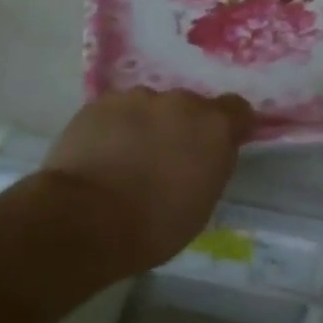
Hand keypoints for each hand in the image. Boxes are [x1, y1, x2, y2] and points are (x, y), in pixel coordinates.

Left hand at [42, 88, 253, 268]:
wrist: (87, 219)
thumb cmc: (154, 225)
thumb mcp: (202, 203)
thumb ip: (210, 166)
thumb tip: (203, 156)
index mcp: (214, 127)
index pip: (236, 109)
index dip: (228, 125)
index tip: (217, 145)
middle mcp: (181, 102)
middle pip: (189, 107)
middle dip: (182, 127)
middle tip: (165, 159)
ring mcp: (138, 97)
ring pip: (150, 107)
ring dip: (146, 125)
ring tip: (127, 159)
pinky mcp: (101, 102)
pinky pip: (117, 111)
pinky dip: (115, 127)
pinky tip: (101, 155)